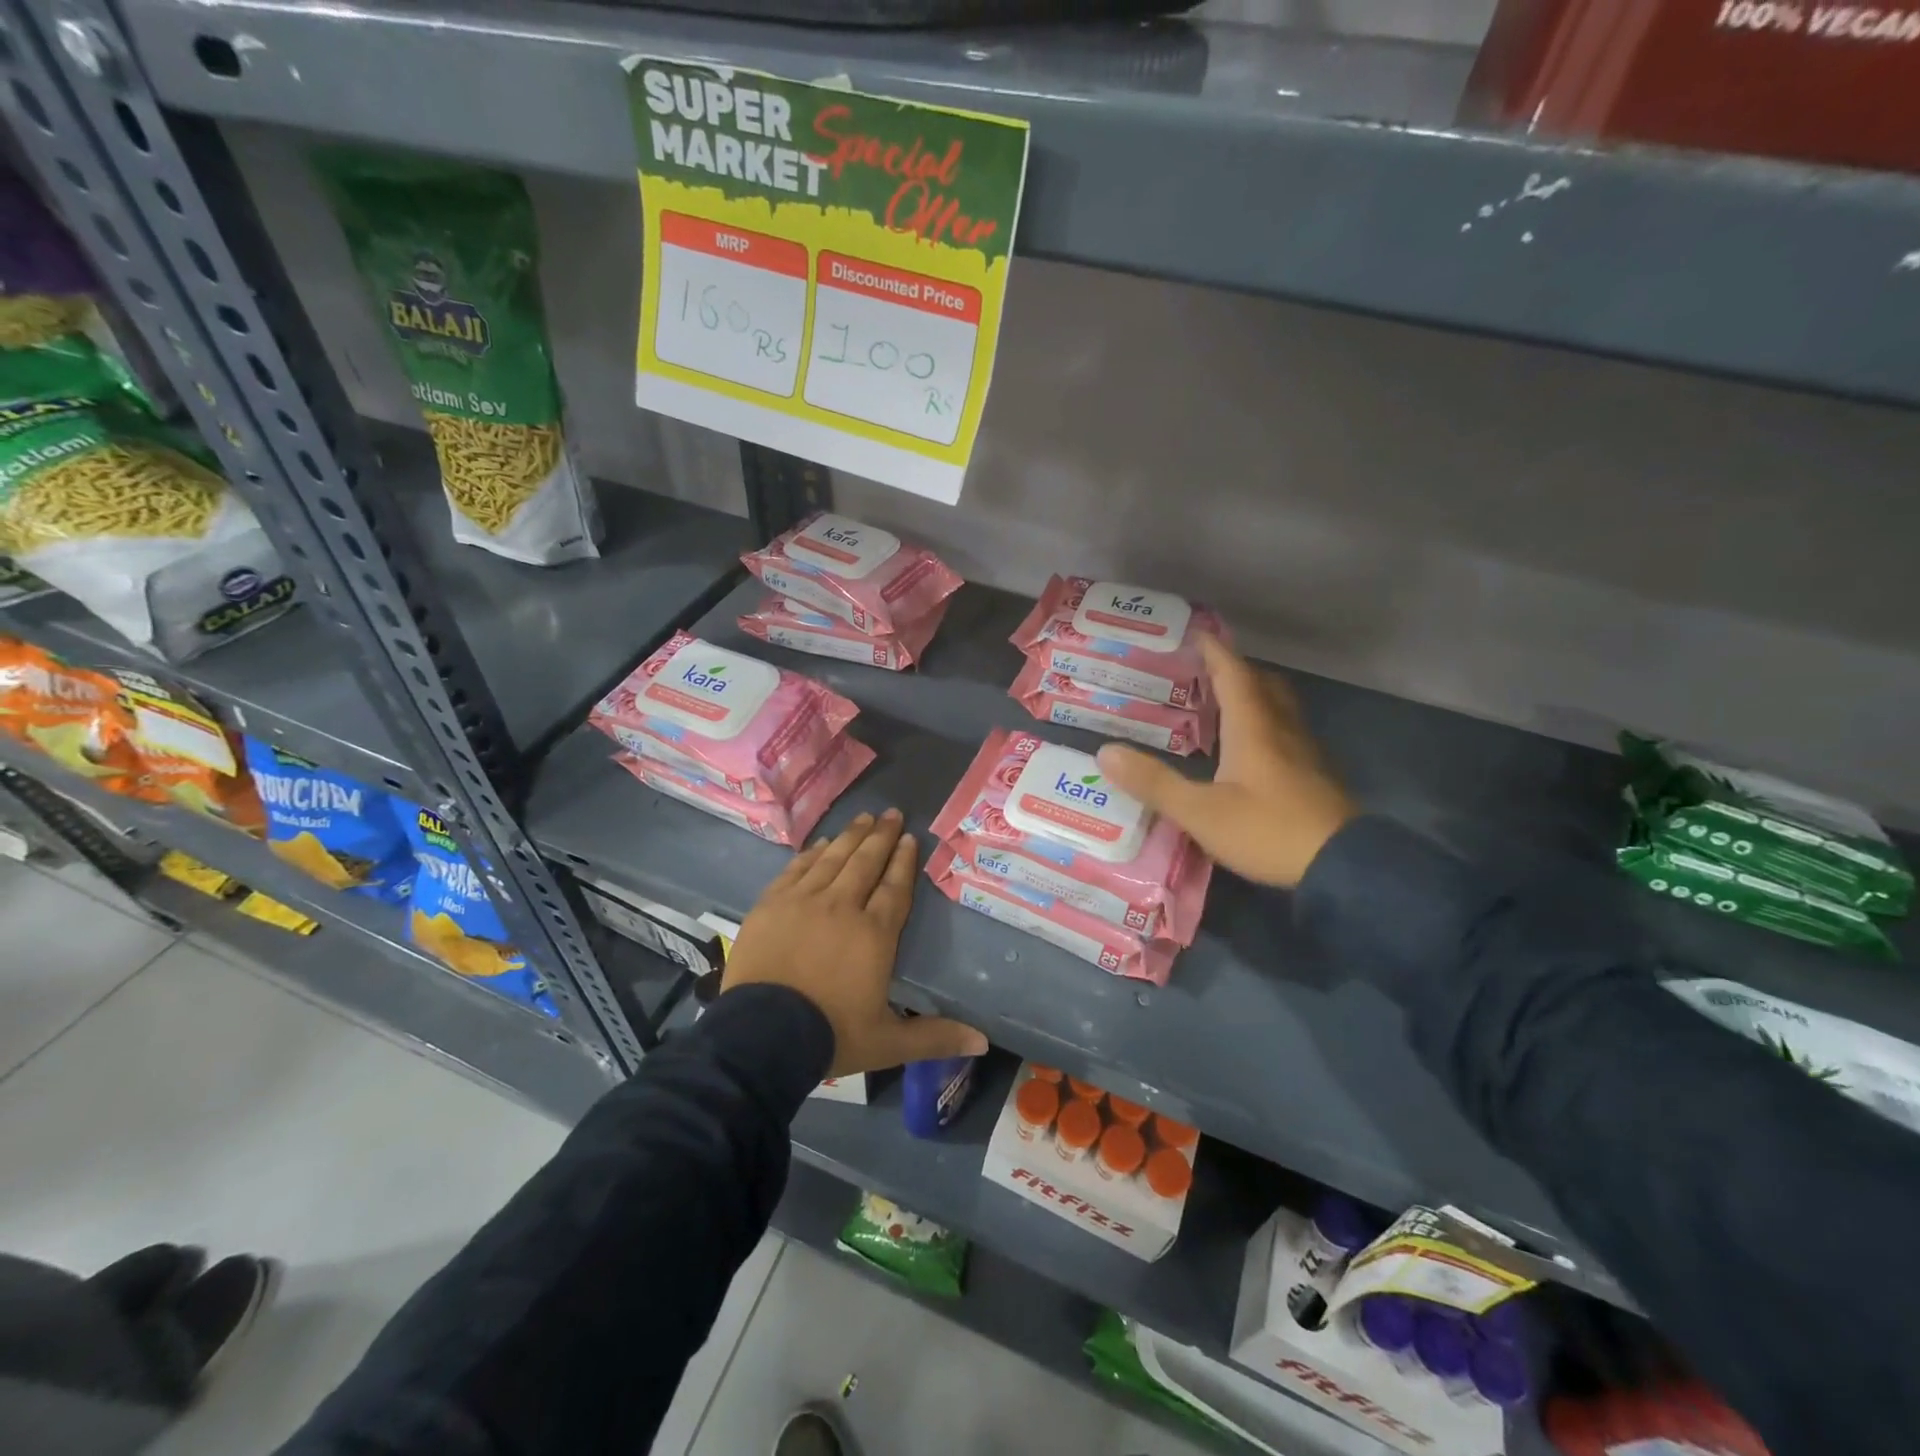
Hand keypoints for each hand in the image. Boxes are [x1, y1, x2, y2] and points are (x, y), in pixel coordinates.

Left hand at [722, 809, 987, 1074]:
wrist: (761, 1037)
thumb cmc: (830, 1035)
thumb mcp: (887, 1043)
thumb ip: (934, 1036)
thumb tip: (983, 1041)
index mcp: (874, 934)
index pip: (894, 887)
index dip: (903, 861)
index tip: (910, 838)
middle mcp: (842, 907)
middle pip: (865, 863)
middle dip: (881, 837)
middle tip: (891, 814)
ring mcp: (803, 901)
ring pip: (833, 858)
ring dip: (850, 836)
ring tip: (863, 818)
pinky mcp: (771, 904)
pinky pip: (797, 869)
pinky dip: (812, 854)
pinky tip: (821, 844)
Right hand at [1096, 637, 1356, 888]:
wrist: (1343, 867)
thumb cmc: (1268, 830)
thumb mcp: (1200, 812)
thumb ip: (1154, 782)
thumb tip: (1105, 752)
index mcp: (1254, 727)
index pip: (1233, 674)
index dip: (1213, 651)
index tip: (1195, 633)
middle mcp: (1282, 729)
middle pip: (1261, 684)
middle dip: (1234, 670)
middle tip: (1203, 670)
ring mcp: (1304, 752)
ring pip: (1277, 707)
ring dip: (1252, 696)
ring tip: (1220, 704)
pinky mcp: (1314, 775)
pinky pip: (1286, 732)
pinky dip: (1263, 725)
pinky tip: (1248, 749)